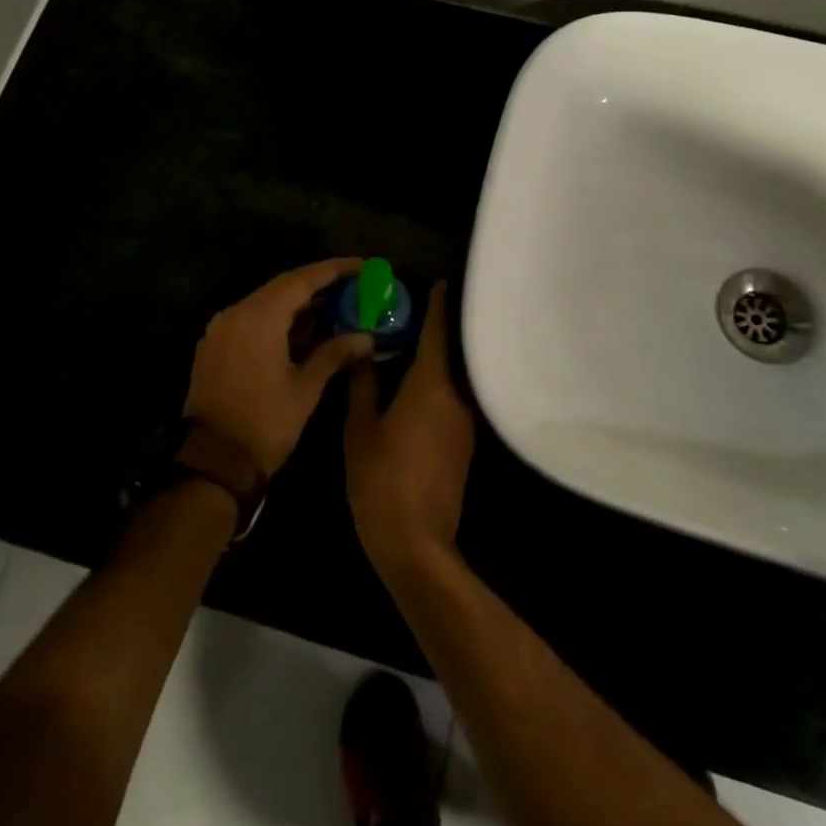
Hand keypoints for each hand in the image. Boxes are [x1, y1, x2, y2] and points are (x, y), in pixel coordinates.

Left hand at [183, 258, 374, 476]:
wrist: (214, 461)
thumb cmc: (265, 423)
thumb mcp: (306, 388)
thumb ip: (335, 354)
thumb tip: (366, 337)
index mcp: (258, 317)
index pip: (302, 280)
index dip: (334, 270)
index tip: (362, 266)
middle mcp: (236, 313)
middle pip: (282, 287)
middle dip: (318, 285)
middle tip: (352, 286)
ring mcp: (221, 329)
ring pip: (265, 303)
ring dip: (298, 304)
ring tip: (334, 305)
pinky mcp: (215, 346)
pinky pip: (251, 320)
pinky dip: (278, 320)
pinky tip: (303, 330)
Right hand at [344, 282, 475, 581]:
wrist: (415, 542)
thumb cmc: (381, 479)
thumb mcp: (360, 428)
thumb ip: (363, 385)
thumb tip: (363, 353)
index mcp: (430, 386)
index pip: (437, 334)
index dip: (437, 306)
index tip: (440, 283)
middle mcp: (456, 398)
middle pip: (449, 355)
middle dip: (434, 332)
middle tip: (412, 313)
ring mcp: (465, 424)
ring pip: (452, 379)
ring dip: (436, 361)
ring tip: (411, 346)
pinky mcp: (464, 445)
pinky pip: (452, 401)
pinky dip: (437, 386)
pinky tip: (416, 388)